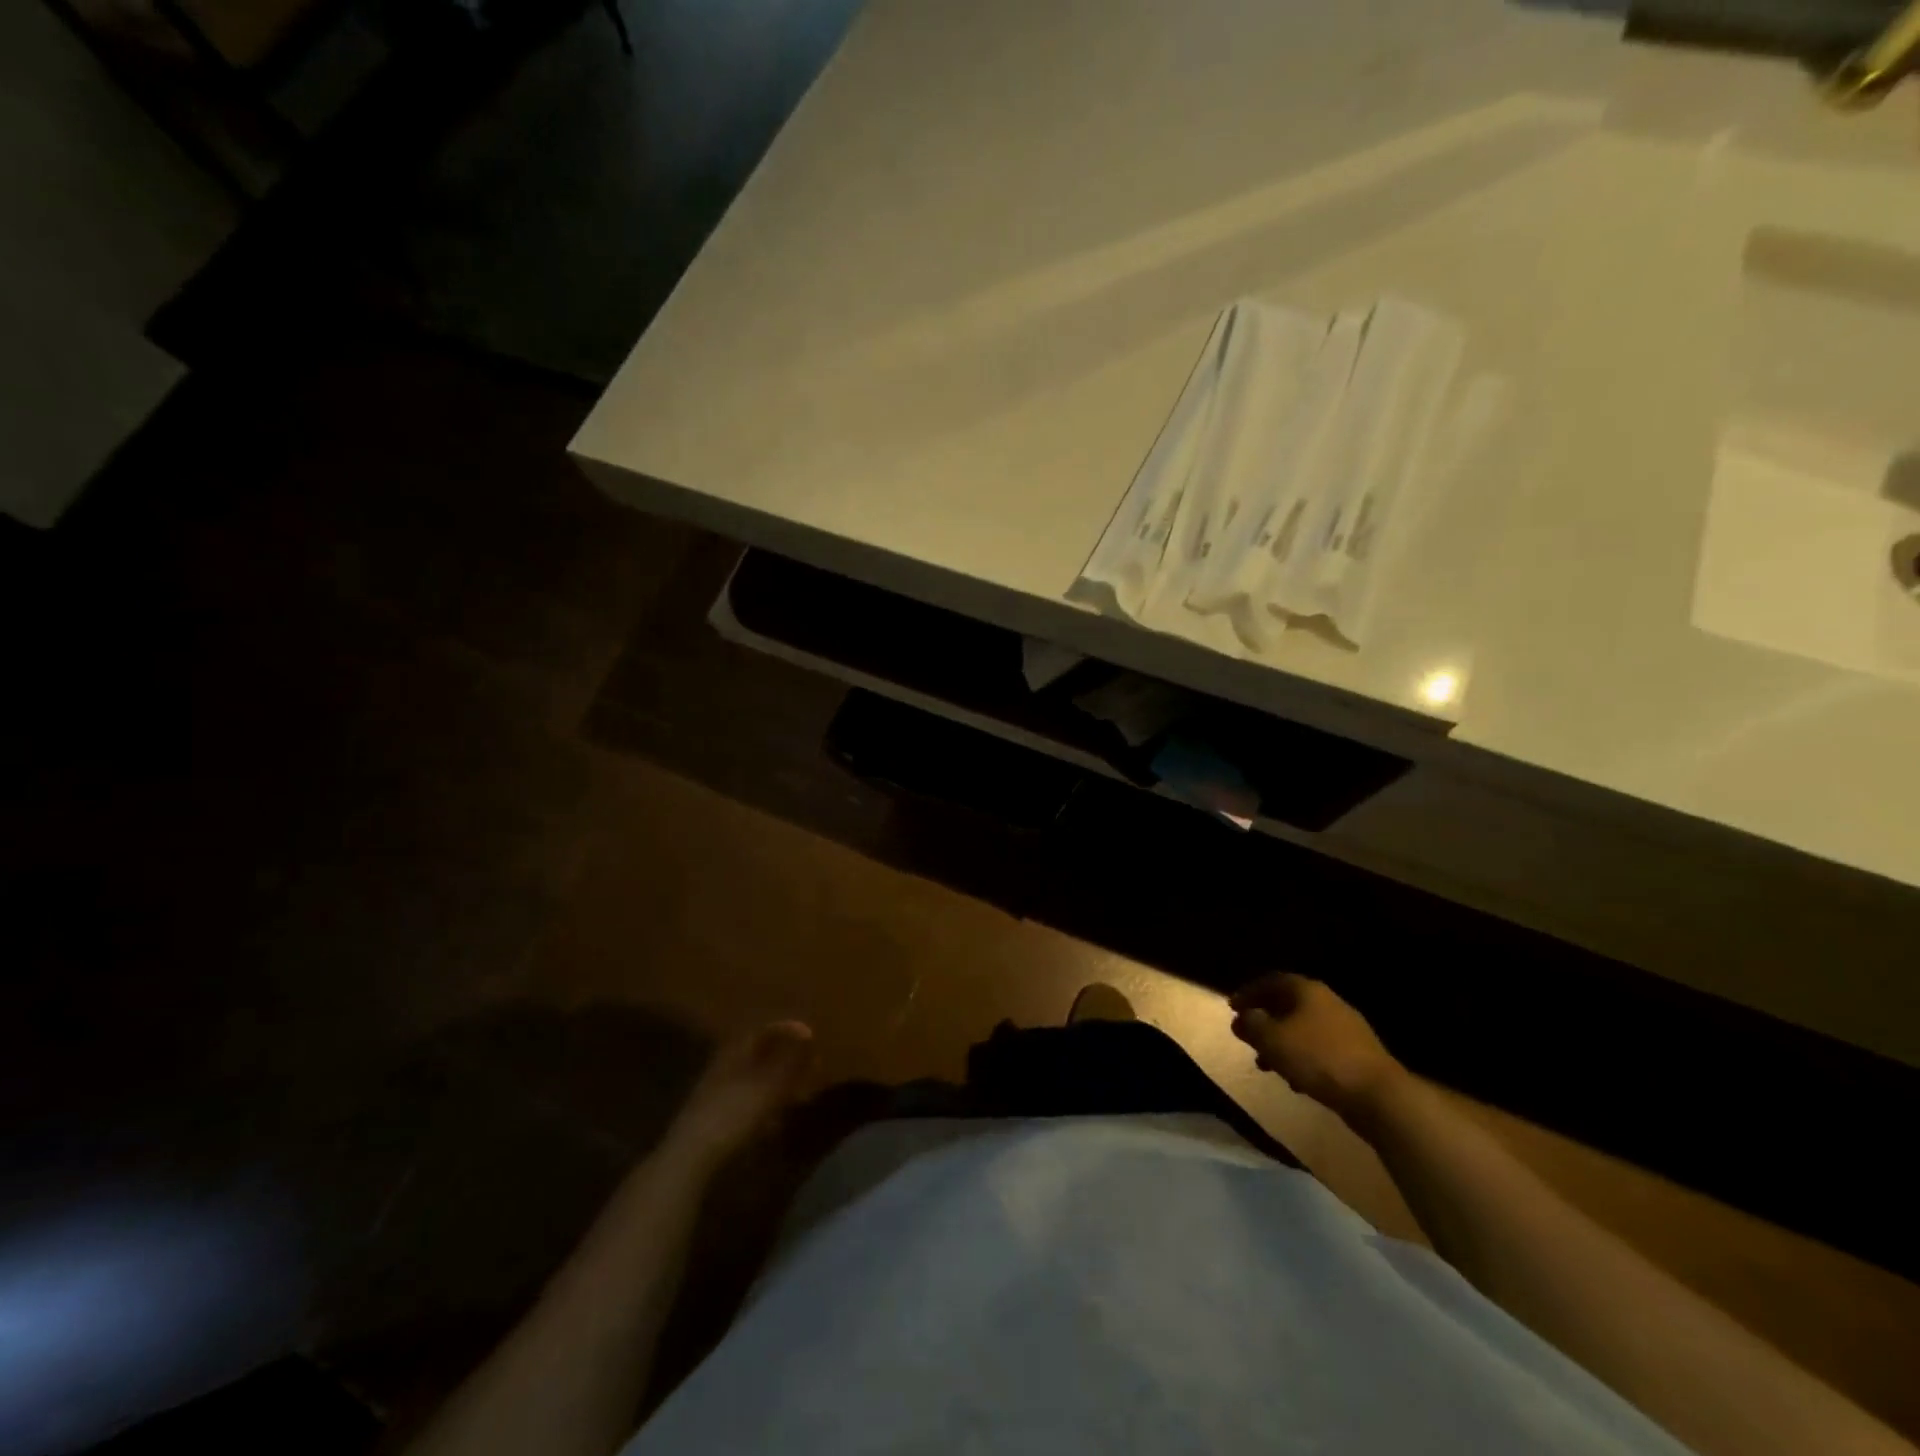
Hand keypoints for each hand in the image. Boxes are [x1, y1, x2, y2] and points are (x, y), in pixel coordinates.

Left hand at [665, 1020, 815, 1165]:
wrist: (689, 1159)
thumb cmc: (733, 1114)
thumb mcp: (769, 1085)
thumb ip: (791, 1060)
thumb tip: (809, 1034)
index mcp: (735, 1052)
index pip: (763, 1030)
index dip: (788, 1030)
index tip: (810, 1036)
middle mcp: (724, 1067)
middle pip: (758, 1055)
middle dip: (784, 1060)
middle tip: (809, 1067)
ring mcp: (716, 1094)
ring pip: (753, 1081)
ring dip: (776, 1086)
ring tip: (798, 1097)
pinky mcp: (713, 1121)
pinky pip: (745, 1106)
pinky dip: (763, 1110)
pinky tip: (774, 1125)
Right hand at [1230, 974, 1404, 1125]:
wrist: (1378, 1095)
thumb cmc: (1318, 1058)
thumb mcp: (1272, 1039)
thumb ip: (1251, 1024)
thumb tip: (1241, 1017)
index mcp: (1306, 990)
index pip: (1270, 981)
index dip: (1248, 992)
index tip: (1232, 1007)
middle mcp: (1327, 1002)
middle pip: (1287, 1004)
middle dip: (1265, 1019)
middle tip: (1247, 1035)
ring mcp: (1345, 1028)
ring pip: (1303, 1029)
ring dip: (1282, 1042)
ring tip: (1265, 1063)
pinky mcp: (1357, 1054)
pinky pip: (1319, 1049)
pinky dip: (1302, 1058)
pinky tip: (1295, 1080)